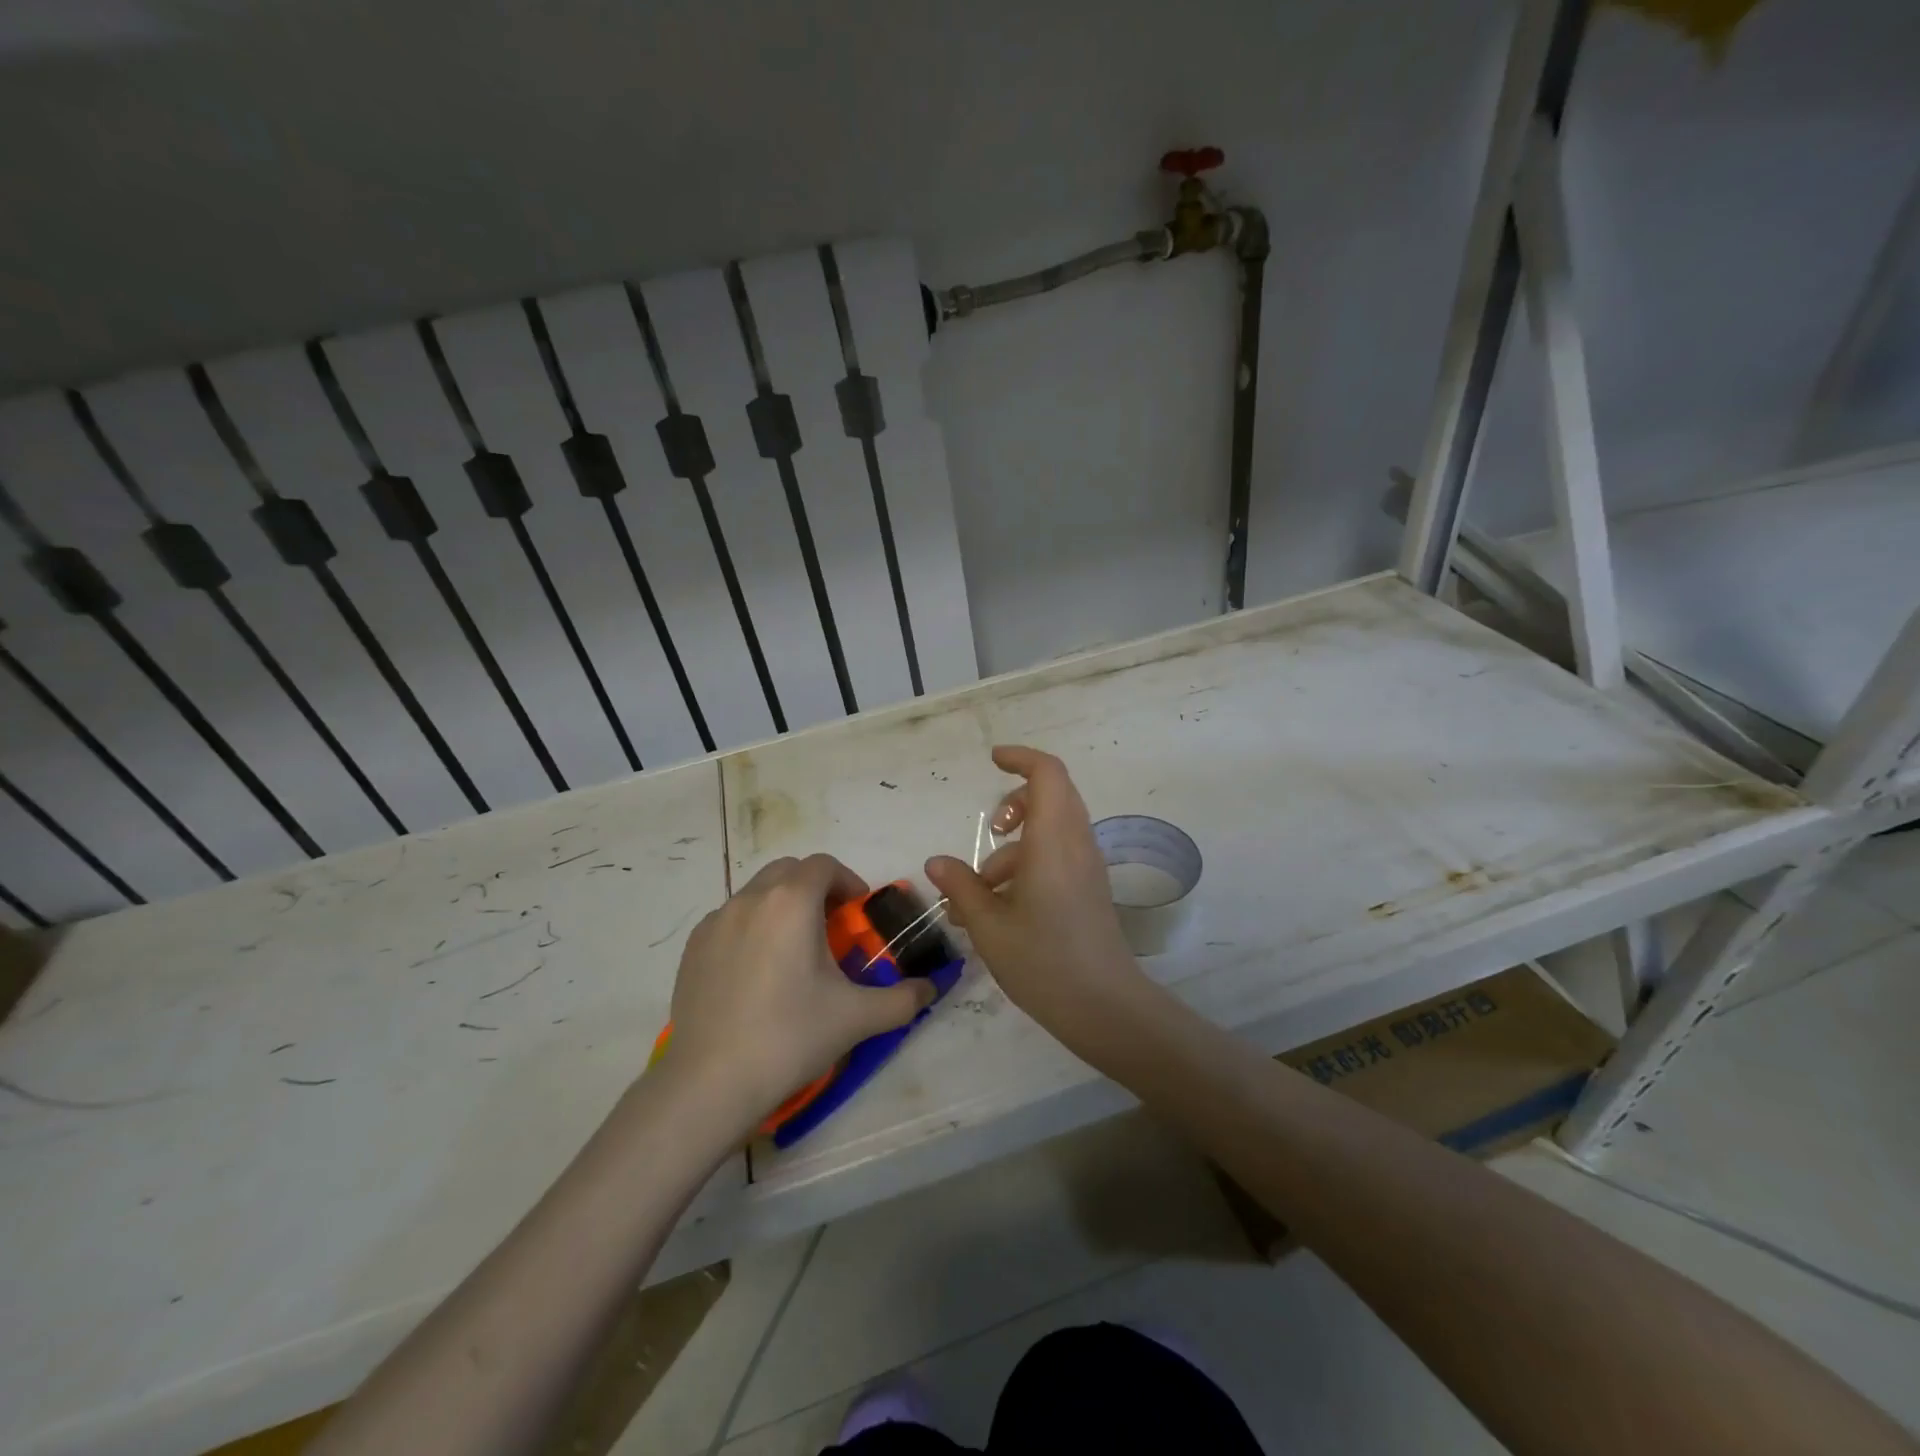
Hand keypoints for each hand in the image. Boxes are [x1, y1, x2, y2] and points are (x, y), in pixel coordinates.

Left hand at [663, 854, 934, 1131]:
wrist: (710, 1082)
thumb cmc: (790, 1037)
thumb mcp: (858, 1017)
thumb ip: (904, 998)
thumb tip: (932, 989)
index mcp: (792, 902)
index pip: (824, 865)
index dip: (847, 882)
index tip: (857, 915)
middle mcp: (751, 899)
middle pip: (789, 870)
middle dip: (814, 888)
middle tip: (830, 928)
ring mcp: (716, 921)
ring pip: (757, 893)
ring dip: (782, 906)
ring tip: (793, 952)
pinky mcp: (693, 947)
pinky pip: (730, 919)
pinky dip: (751, 928)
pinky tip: (757, 973)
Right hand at [924, 746, 1151, 1051]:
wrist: (1104, 1006)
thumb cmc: (1043, 962)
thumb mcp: (989, 925)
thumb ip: (962, 887)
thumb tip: (936, 863)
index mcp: (1053, 842)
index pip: (1047, 774)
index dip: (1021, 758)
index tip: (992, 761)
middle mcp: (1076, 844)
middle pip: (1052, 795)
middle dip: (1015, 804)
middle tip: (990, 832)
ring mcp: (1087, 867)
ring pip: (1051, 829)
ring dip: (1014, 847)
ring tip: (978, 894)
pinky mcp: (1089, 888)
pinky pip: (1058, 855)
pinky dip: (1027, 866)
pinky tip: (998, 910)